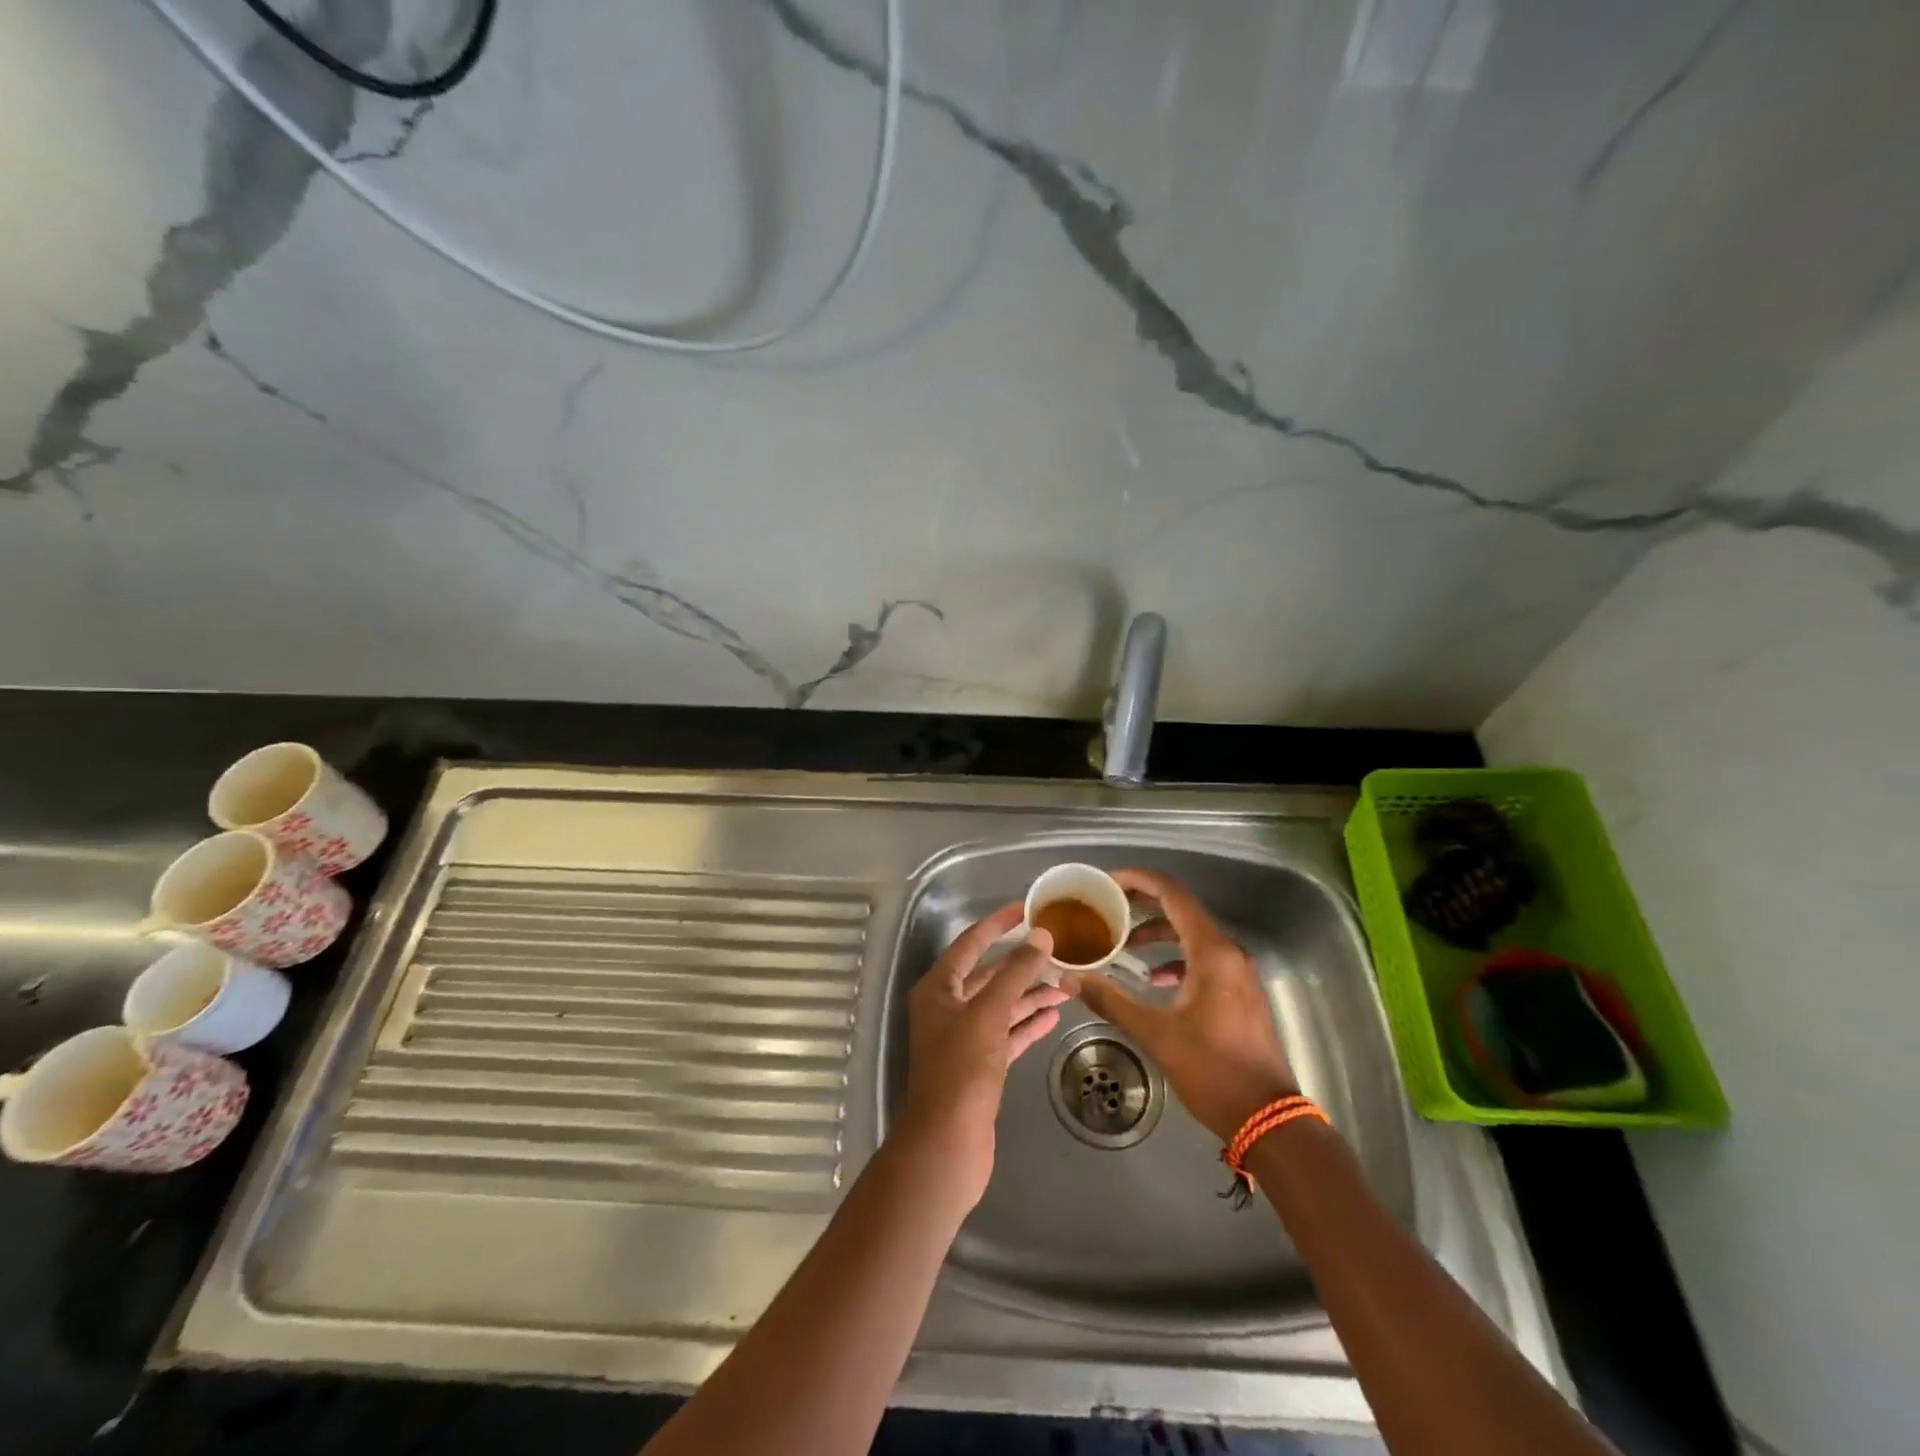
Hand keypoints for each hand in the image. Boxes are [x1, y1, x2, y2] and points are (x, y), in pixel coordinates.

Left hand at [898, 903, 1069, 1208]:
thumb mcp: (988, 1013)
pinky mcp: (980, 1066)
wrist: (947, 1144)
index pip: (970, 943)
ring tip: (1068, 983)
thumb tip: (1040, 936)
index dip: (998, 924)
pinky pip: (1007, 1034)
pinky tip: (1054, 1014)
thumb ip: (1015, 972)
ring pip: (1002, 1005)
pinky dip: (1028, 1023)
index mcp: (938, 988)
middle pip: (989, 975)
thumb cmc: (961, 1070)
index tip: (1027, 908)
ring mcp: (964, 1038)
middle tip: (1059, 950)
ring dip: (1031, 994)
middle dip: (1023, 963)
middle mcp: (948, 1008)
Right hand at [1062, 868, 1297, 1142]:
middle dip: (1142, 906)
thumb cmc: (1213, 1070)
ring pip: (1191, 935)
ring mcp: (1238, 972)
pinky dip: (1174, 958)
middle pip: (1181, 910)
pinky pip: (1202, 958)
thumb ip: (1111, 1001)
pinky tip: (1154, 980)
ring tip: (1123, 945)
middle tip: (1107, 910)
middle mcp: (1228, 952)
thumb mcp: (1156, 1034)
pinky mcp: (1239, 991)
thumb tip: (1070, 978)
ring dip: (1157, 934)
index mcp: (1211, 952)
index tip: (1107, 883)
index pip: (1172, 894)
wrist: (1269, 1119)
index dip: (1138, 880)